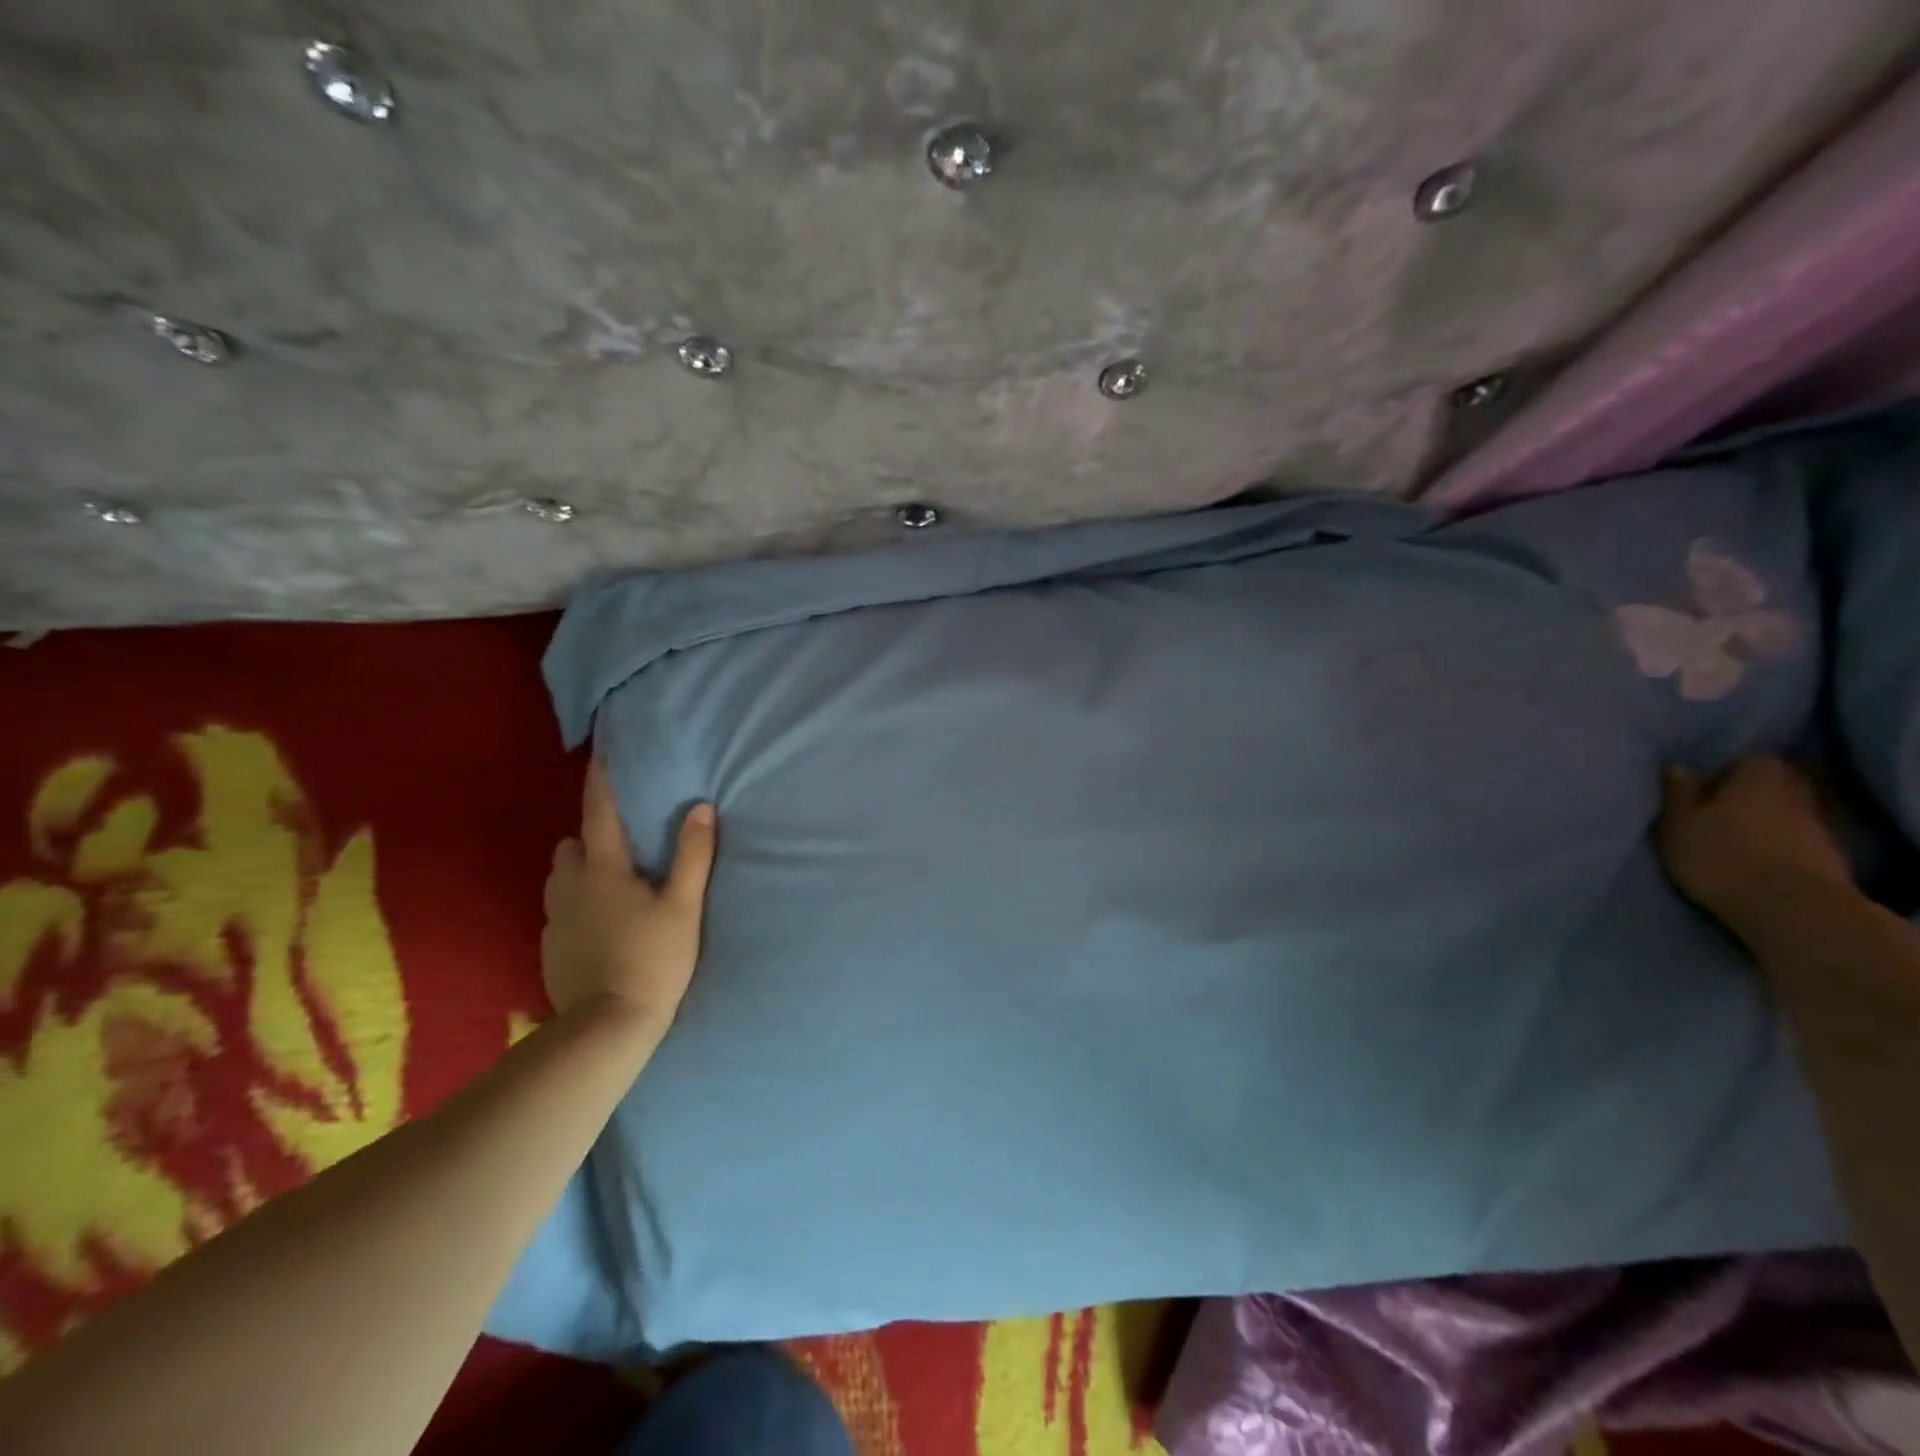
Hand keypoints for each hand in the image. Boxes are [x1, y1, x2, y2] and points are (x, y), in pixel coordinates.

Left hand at [541, 756, 716, 1032]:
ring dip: (580, 871)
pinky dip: (576, 905)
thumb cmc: (653, 959)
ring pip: (560, 879)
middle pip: (571, 846)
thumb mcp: (684, 906)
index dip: (602, 781)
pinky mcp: (549, 949)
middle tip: (623, 843)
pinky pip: (559, 912)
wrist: (608, 1027)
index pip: (599, 813)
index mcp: (603, 871)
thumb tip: (701, 807)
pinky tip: (600, 925)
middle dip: (590, 836)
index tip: (601, 752)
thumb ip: (693, 855)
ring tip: (610, 883)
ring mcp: (554, 921)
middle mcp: (569, 888)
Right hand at [1656, 757, 1853, 940]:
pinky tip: (1756, 857)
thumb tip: (1679, 767)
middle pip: (1773, 784)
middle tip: (1715, 808)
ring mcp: (1818, 827)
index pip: (1747, 759)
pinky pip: (1795, 839)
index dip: (1725, 770)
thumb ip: (1678, 792)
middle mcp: (1795, 792)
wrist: (1790, 907)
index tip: (1702, 786)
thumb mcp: (1678, 822)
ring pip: (1785, 812)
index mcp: (1759, 775)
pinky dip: (1778, 843)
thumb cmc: (1720, 854)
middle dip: (1749, 793)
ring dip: (1763, 821)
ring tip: (1732, 836)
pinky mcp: (1827, 858)